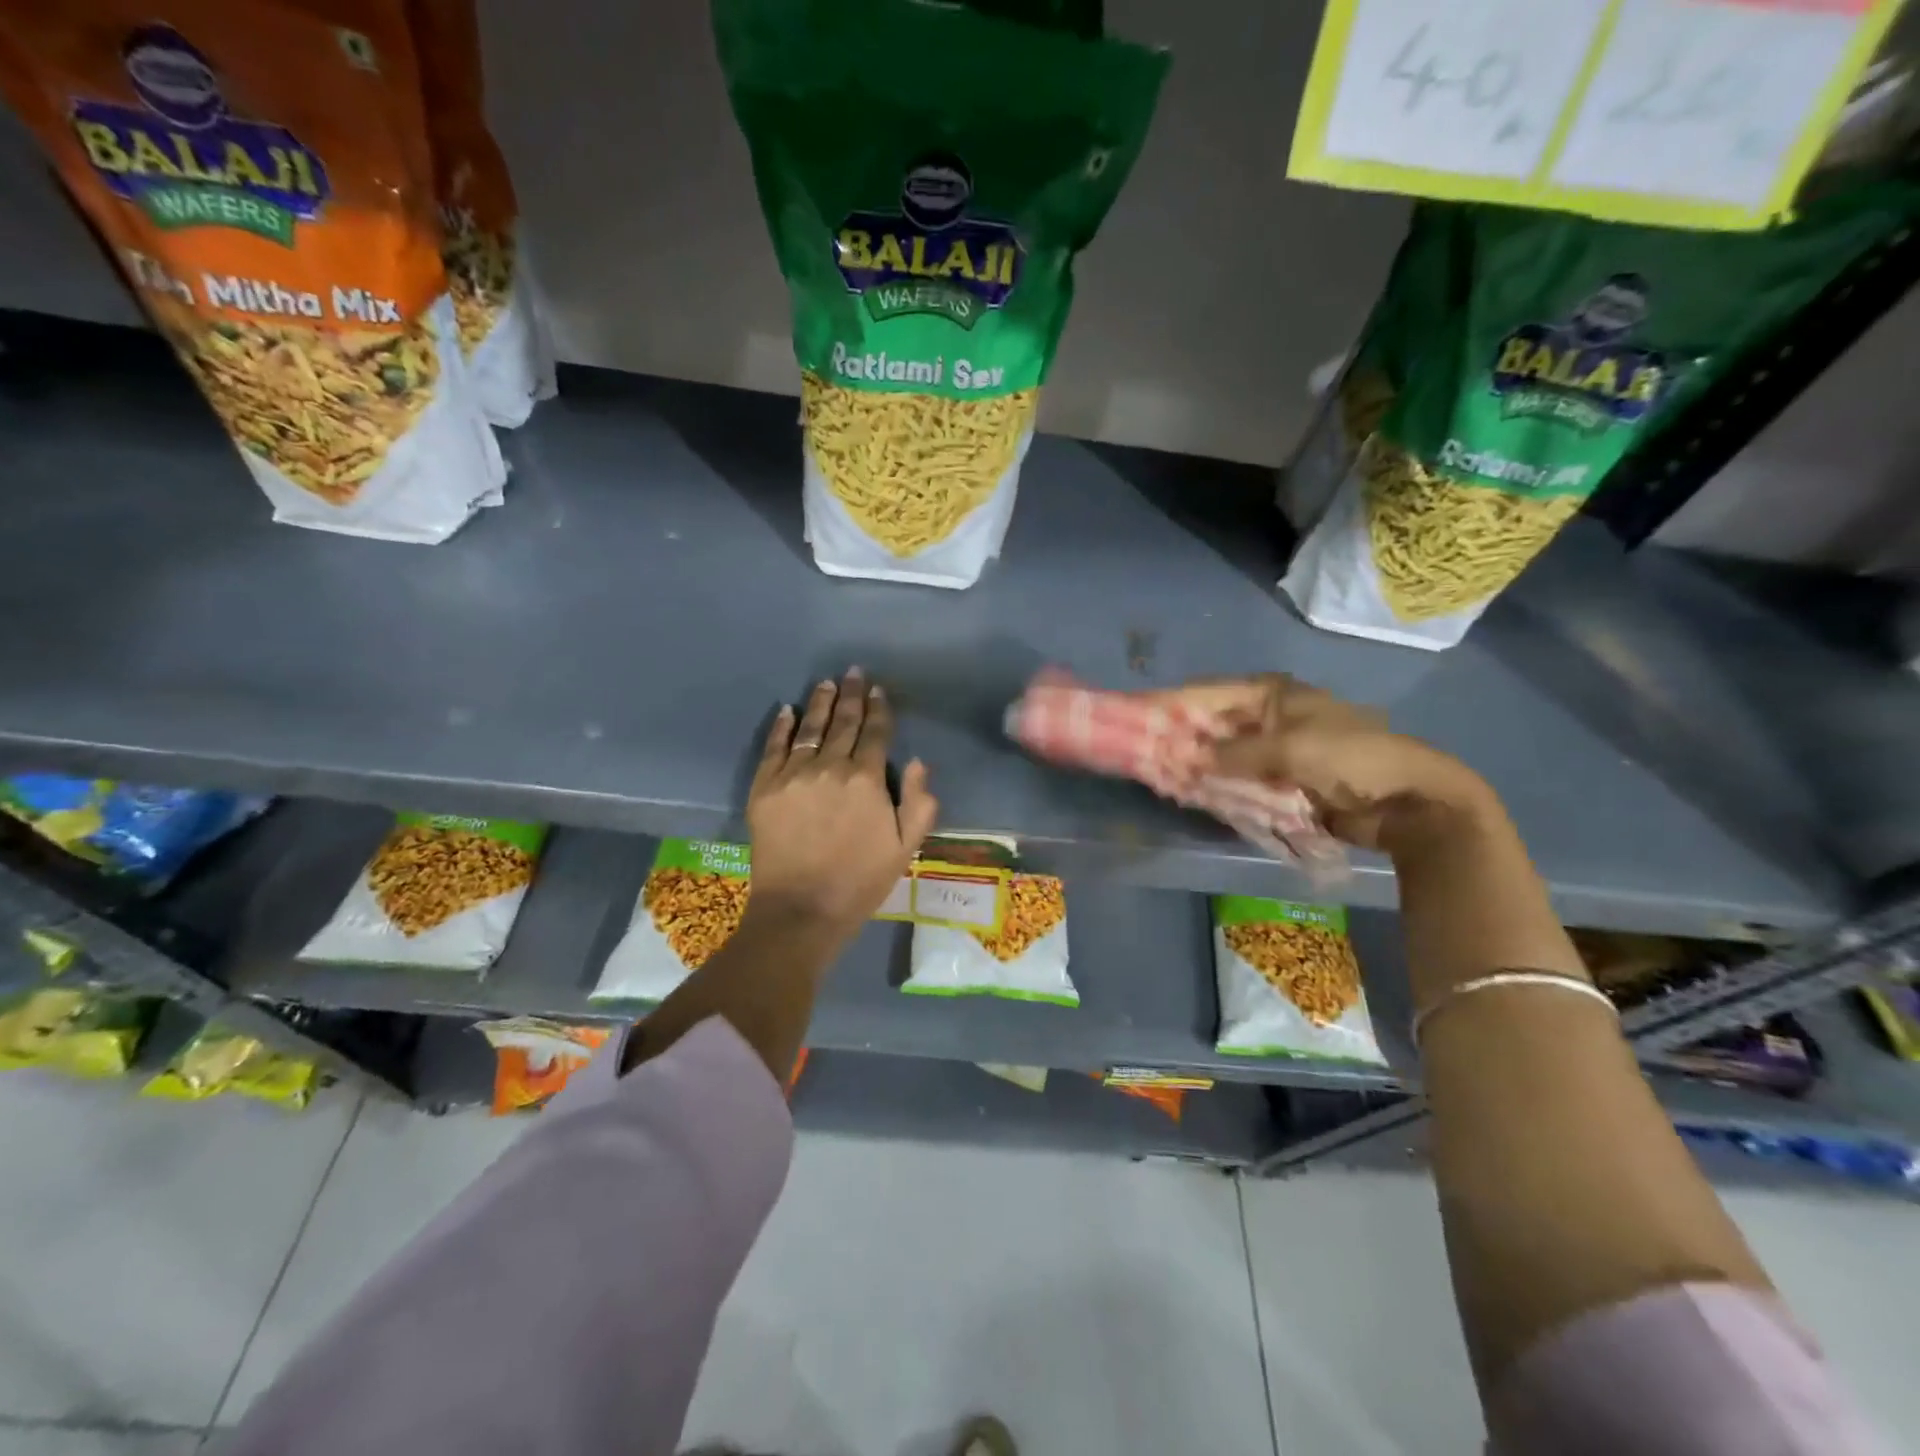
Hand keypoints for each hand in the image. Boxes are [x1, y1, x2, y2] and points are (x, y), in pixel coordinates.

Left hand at [746, 668, 937, 940]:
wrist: (801, 910)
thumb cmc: (860, 881)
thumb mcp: (906, 848)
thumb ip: (920, 803)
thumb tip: (919, 762)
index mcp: (867, 779)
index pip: (876, 733)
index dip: (879, 709)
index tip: (878, 690)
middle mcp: (830, 767)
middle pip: (842, 723)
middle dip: (851, 696)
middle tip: (853, 673)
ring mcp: (793, 775)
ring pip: (809, 728)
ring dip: (819, 703)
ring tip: (825, 683)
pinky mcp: (764, 788)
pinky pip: (774, 748)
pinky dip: (781, 727)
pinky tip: (786, 711)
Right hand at [1163, 675, 1492, 851]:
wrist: (1407, 801)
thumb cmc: (1350, 759)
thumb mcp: (1289, 749)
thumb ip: (1234, 754)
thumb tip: (1186, 760)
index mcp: (1271, 694)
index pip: (1208, 693)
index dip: (1172, 704)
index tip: (1136, 717)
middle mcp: (1268, 715)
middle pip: (1212, 724)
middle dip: (1182, 739)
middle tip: (1145, 755)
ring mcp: (1274, 748)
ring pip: (1223, 754)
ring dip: (1198, 766)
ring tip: (1161, 777)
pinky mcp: (1280, 778)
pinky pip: (1239, 779)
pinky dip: (1219, 786)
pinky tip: (1194, 795)